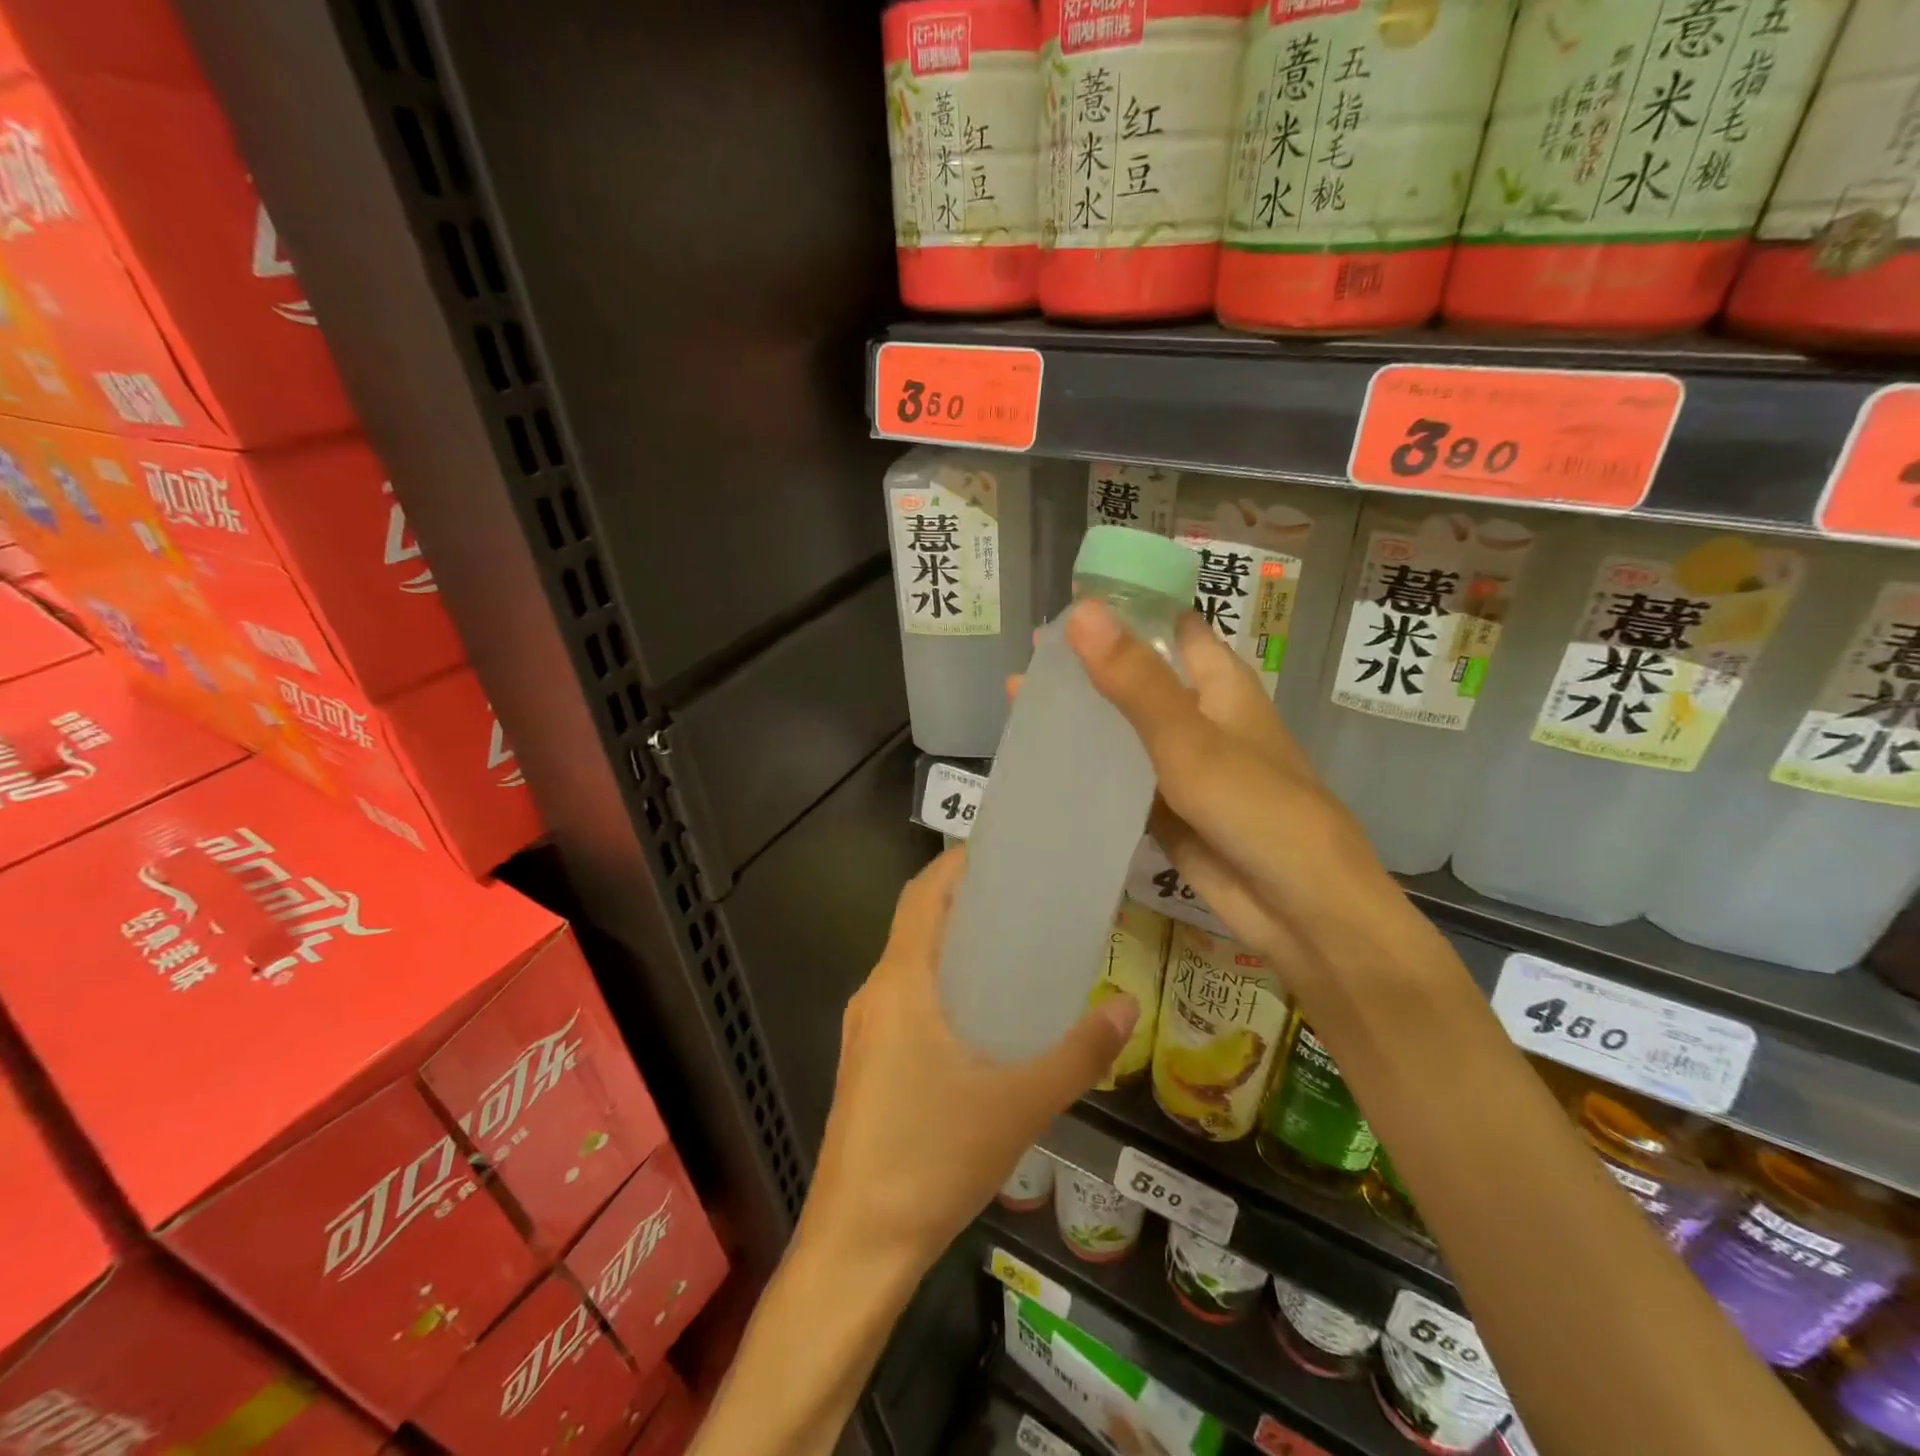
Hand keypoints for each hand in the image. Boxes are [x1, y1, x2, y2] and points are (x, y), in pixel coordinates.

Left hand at [800, 848, 1138, 1276]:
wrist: (857, 1246)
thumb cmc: (932, 1159)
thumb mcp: (1019, 1104)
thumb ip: (1078, 1053)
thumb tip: (1126, 1006)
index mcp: (900, 984)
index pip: (921, 896)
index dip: (955, 864)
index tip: (1001, 851)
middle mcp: (875, 995)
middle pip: (917, 925)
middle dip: (965, 903)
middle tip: (1026, 899)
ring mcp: (865, 1032)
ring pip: (911, 966)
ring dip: (954, 948)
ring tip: (1014, 951)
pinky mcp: (867, 1064)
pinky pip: (906, 1002)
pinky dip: (943, 988)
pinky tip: (985, 1019)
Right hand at [1061, 600, 1437, 991]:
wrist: (1302, 912)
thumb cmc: (1259, 811)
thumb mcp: (1191, 741)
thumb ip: (1135, 681)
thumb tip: (1079, 611)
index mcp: (1217, 681)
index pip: (1166, 624)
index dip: (1121, 609)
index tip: (1060, 604)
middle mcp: (1198, 715)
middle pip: (1136, 676)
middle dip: (1086, 668)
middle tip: (1023, 664)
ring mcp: (1181, 765)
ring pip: (1123, 730)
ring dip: (1082, 719)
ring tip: (1018, 704)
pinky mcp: (1167, 809)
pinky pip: (1121, 779)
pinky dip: (1088, 769)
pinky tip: (1044, 764)